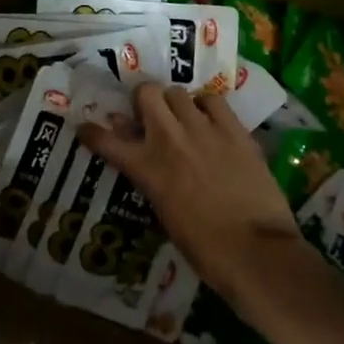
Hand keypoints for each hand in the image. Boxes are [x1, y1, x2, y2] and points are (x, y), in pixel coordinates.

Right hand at [79, 82, 311, 308]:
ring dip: (175, 103)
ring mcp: (203, 129)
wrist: (256, 252)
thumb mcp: (165, 214)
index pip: (106, 140)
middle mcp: (169, 139)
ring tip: (183, 118)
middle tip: (150, 116)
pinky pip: (213, 100)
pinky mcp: (234, 129)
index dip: (92, 132)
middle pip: (146, 93)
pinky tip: (211, 120)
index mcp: (147, 168)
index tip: (87, 128)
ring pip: (178, 92)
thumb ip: (151, 179)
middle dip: (143, 101)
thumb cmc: (205, 248)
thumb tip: (144, 160)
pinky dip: (207, 107)